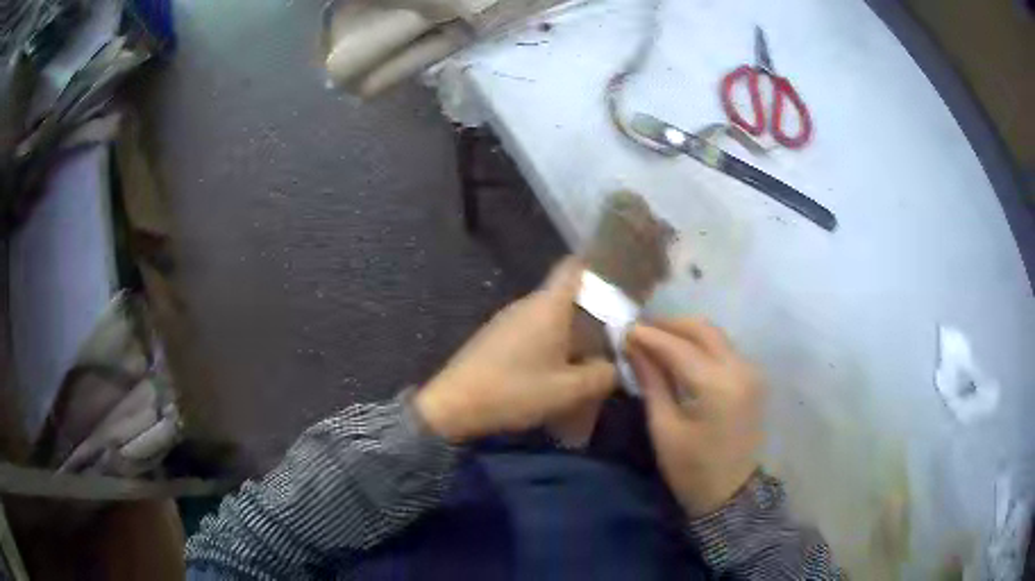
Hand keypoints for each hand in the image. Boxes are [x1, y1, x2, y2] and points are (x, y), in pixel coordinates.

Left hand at [414, 258, 616, 442]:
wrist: (453, 405)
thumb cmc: (514, 392)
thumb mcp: (568, 391)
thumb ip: (602, 376)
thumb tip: (616, 366)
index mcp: (549, 305)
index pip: (576, 265)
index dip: (601, 265)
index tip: (625, 279)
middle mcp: (528, 303)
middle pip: (569, 294)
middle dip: (595, 311)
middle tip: (619, 334)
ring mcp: (510, 319)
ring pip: (552, 315)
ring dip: (574, 332)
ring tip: (593, 358)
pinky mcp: (498, 336)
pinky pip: (536, 330)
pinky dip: (554, 343)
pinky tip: (560, 370)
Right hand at [626, 318, 762, 517]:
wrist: (731, 494)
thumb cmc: (691, 469)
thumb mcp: (664, 428)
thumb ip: (652, 382)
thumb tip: (634, 347)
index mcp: (717, 386)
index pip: (679, 347)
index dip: (649, 335)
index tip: (624, 329)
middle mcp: (740, 369)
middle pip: (703, 330)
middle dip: (669, 325)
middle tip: (640, 331)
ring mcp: (750, 371)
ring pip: (715, 335)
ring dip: (684, 332)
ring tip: (655, 339)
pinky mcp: (752, 378)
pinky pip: (723, 348)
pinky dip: (699, 344)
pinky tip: (679, 353)